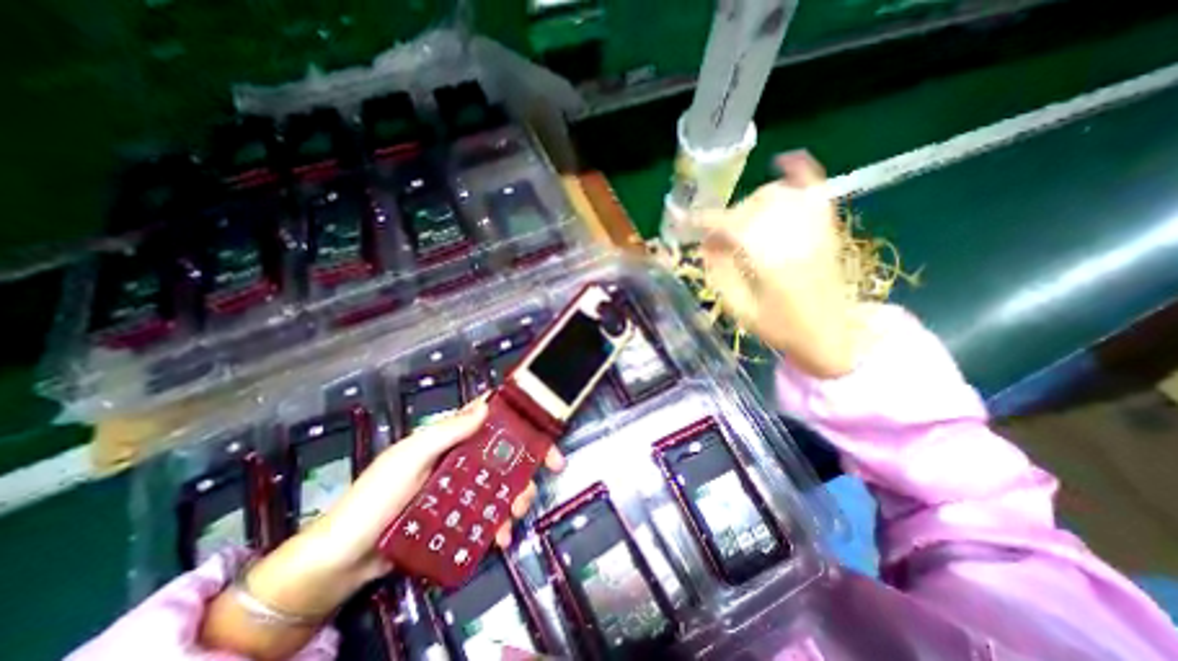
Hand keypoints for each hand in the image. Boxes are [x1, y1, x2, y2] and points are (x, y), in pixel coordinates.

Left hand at [199, 399, 568, 658]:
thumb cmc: (376, 496)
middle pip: (505, 451)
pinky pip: (489, 513)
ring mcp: (462, 488)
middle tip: (550, 470)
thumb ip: (447, 432)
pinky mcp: (460, 516)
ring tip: (517, 514)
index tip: (542, 425)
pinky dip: (500, 523)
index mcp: (450, 438)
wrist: (344, 559)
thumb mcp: (410, 456)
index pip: (490, 416)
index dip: (518, 416)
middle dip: (529, 460)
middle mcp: (461, 458)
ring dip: (518, 495)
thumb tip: (485, 407)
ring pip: (503, 483)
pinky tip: (501, 537)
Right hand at [692, 149, 867, 377]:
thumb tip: (705, 244)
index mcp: (769, 260)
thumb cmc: (780, 328)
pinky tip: (784, 161)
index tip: (683, 222)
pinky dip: (798, 170)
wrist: (831, 336)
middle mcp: (793, 235)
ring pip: (775, 194)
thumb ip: (719, 273)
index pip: (729, 225)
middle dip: (725, 220)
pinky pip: (815, 188)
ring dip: (750, 204)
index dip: (701, 221)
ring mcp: (815, 227)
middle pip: (749, 207)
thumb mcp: (739, 308)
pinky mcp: (828, 227)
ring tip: (742, 225)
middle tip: (717, 241)